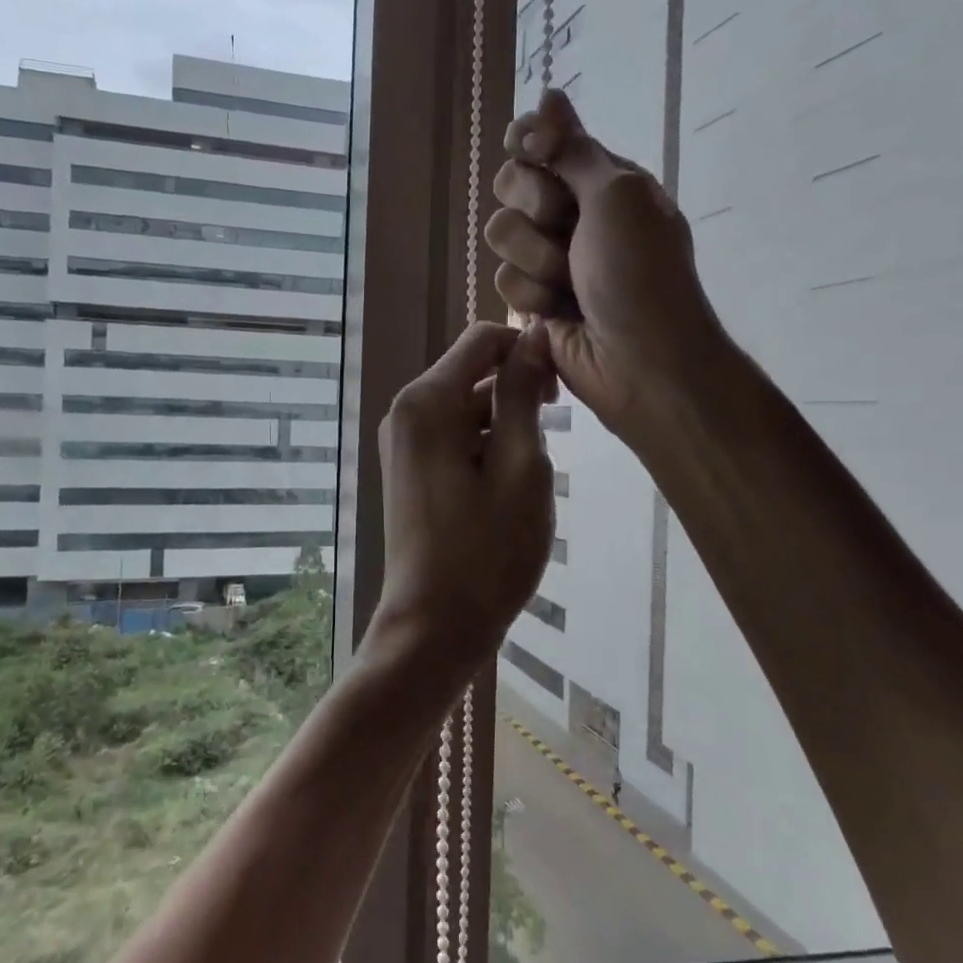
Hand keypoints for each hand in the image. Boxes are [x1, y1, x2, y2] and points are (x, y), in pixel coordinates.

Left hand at [375, 321, 556, 665]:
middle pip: (472, 373)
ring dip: (505, 426)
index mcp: (426, 402)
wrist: (435, 627)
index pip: (482, 339)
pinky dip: (486, 447)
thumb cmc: (487, 551)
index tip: (560, 390)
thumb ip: (523, 395)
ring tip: (529, 478)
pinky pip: (454, 436)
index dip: (527, 350)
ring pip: (467, 407)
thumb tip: (534, 336)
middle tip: (550, 444)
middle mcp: (406, 412)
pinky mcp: (410, 469)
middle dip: (517, 393)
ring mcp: (403, 442)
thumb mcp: (521, 467)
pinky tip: (506, 488)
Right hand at [486, 89, 724, 443]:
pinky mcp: (533, 300)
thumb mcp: (616, 196)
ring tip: (570, 286)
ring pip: (500, 235)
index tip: (531, 151)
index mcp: (602, 179)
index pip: (543, 140)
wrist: (641, 362)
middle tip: (567, 229)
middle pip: (511, 183)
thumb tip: (547, 94)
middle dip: (535, 209)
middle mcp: (573, 213)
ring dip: (535, 261)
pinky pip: (502, 281)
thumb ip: (573, 148)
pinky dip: (532, 298)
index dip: (529, 142)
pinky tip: (559, 315)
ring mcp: (551, 258)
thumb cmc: (640, 274)